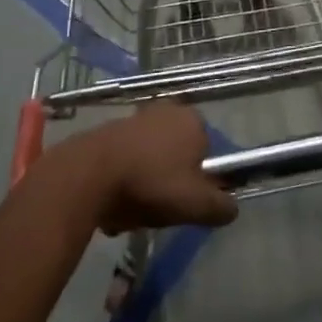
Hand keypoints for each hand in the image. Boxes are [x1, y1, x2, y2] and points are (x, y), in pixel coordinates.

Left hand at [77, 105, 238, 234]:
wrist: (89, 174)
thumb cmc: (151, 183)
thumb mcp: (195, 204)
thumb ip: (220, 207)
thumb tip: (232, 208)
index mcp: (193, 121)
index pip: (207, 154)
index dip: (198, 182)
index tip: (184, 203)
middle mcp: (168, 110)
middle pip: (177, 157)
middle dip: (169, 183)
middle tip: (158, 208)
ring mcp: (137, 117)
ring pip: (151, 161)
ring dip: (145, 184)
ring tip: (131, 211)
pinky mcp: (110, 129)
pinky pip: (126, 160)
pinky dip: (123, 179)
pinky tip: (112, 202)